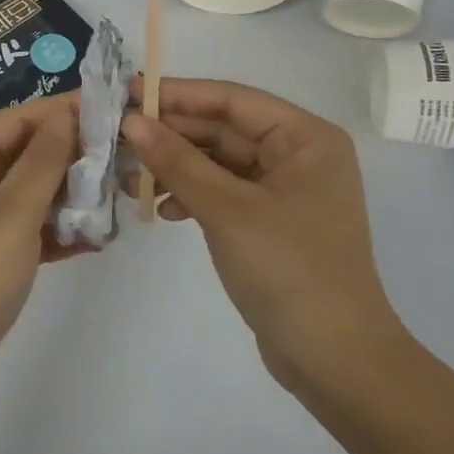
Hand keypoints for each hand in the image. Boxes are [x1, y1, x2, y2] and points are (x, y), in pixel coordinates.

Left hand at [0, 92, 85, 408]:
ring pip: (26, 191)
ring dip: (67, 194)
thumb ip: (44, 160)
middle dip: (69, 155)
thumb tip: (66, 113)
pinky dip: (54, 229)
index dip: (61, 111)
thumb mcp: (12, 214)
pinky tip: (94, 237)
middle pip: (21, 153)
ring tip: (116, 194)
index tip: (110, 108)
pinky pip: (23, 226)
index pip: (15, 119)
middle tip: (122, 154)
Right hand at [123, 79, 405, 394]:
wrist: (335, 361)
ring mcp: (284, 190)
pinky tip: (162, 209)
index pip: (231, 100)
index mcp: (305, 138)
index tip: (127, 92)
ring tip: (130, 179)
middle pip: (223, 129)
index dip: (177, 94)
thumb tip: (131, 121)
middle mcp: (298, 155)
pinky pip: (223, 191)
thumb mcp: (227, 210)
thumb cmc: (289, 271)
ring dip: (176, 167)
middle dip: (172, 135)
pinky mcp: (270, 221)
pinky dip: (192, 195)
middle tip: (117, 138)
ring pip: (218, 161)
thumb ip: (177, 161)